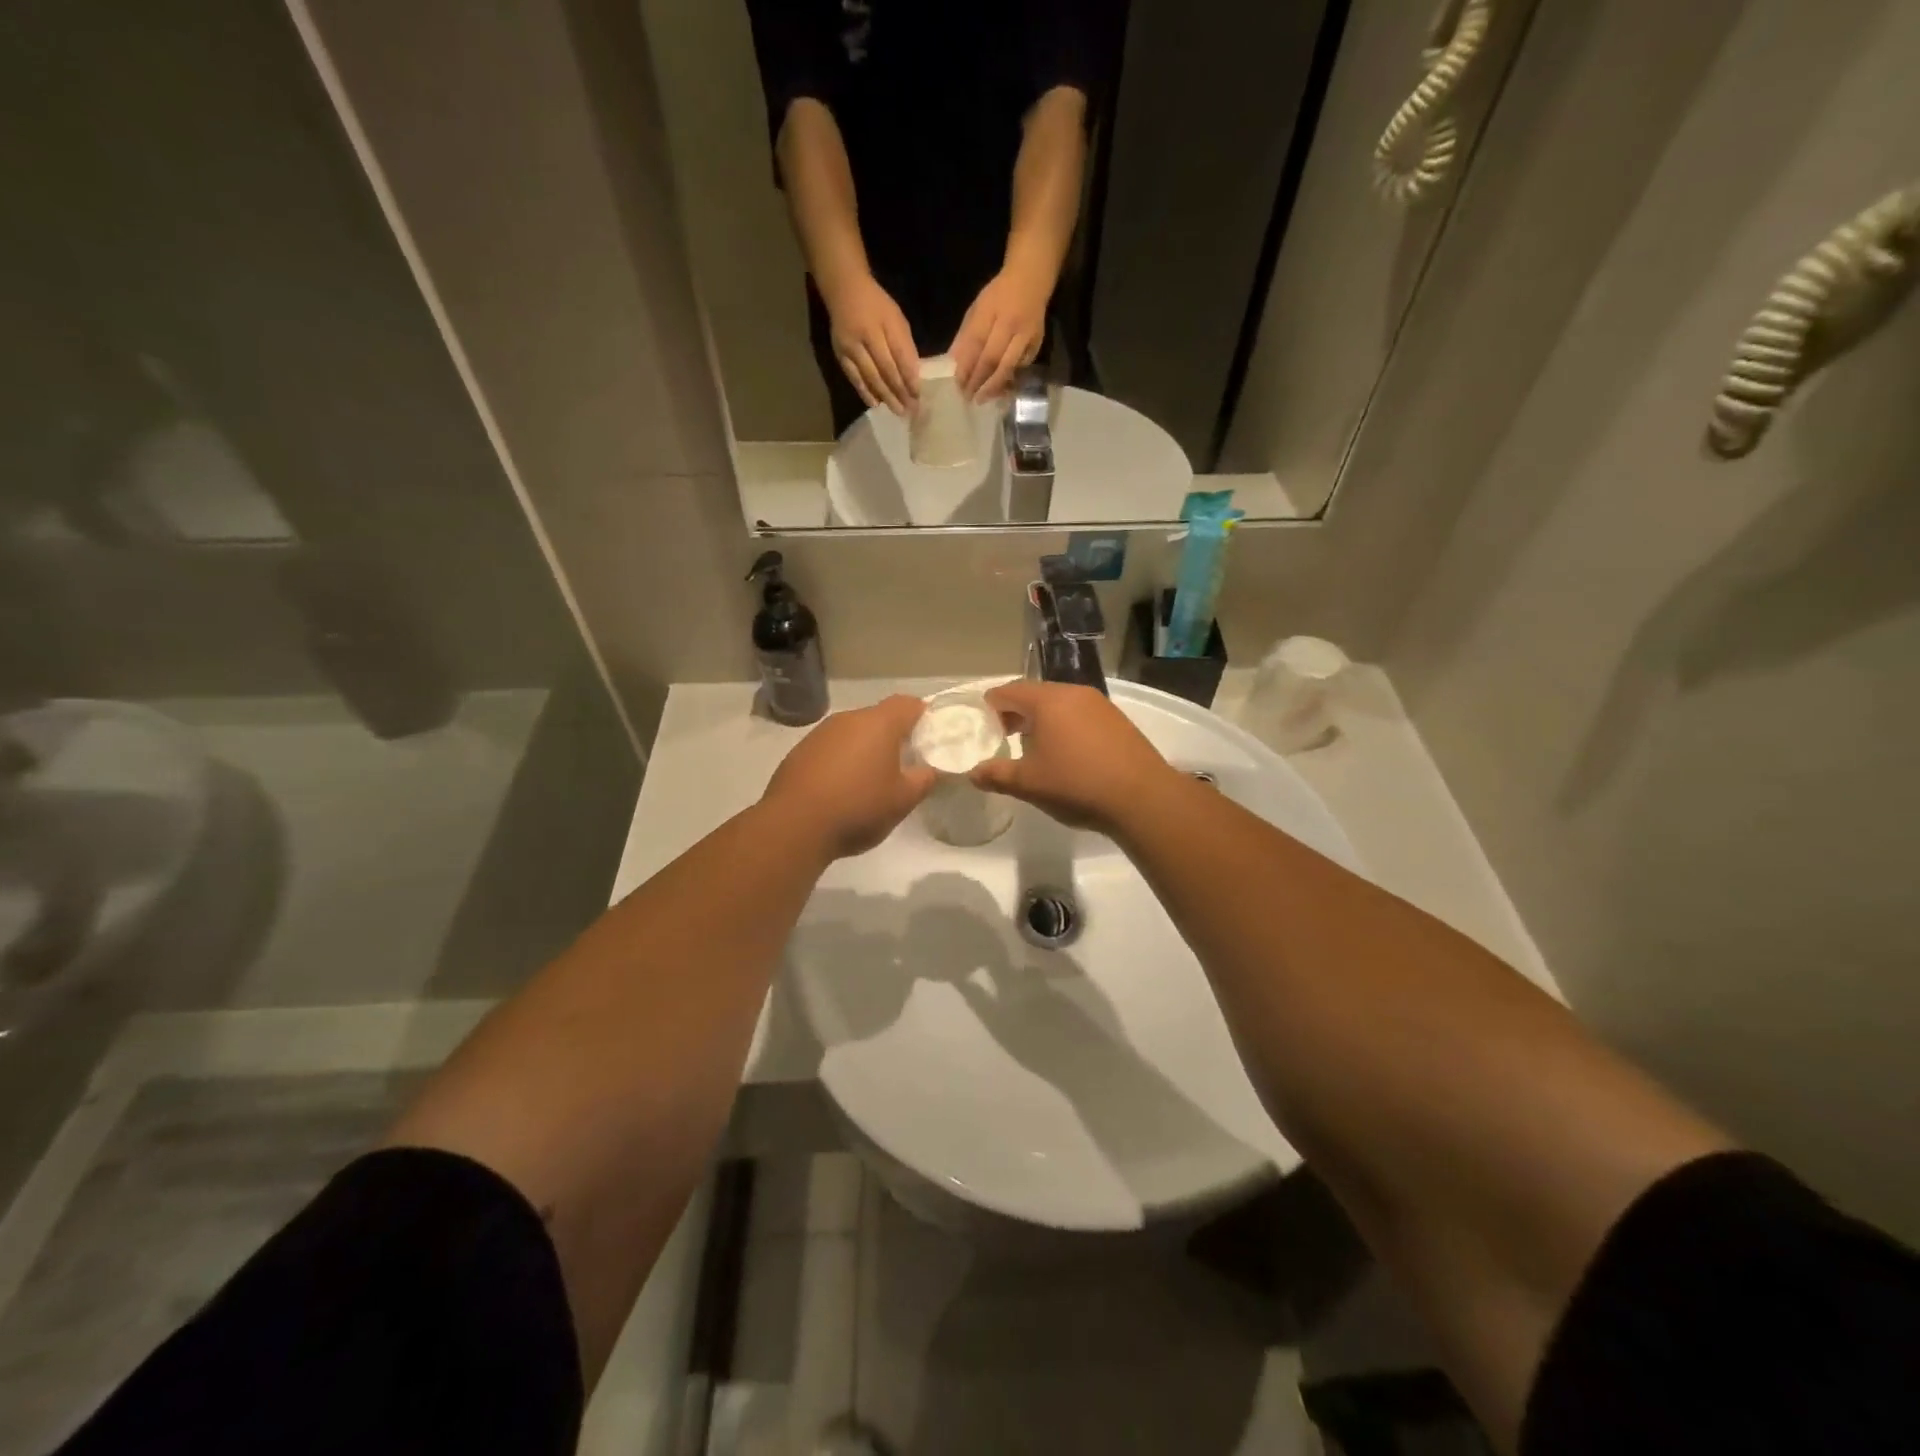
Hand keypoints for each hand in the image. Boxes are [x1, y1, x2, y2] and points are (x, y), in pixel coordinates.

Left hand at [760, 696, 936, 858]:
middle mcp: (848, 719)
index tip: (928, 735)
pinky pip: (830, 748)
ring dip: (864, 749)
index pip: (907, 703)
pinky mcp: (799, 752)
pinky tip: (841, 789)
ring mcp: (820, 734)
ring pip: (852, 733)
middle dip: (893, 736)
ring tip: (871, 780)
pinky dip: (841, 761)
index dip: (921, 715)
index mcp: (878, 724)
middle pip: (878, 717)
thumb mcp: (903, 800)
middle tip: (904, 763)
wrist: (793, 826)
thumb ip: (924, 780)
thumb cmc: (858, 808)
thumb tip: (931, 769)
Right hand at [823, 273, 919, 415]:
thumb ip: (904, 345)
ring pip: (871, 377)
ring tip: (898, 411)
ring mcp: (850, 347)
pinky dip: (865, 392)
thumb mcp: (896, 318)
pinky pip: (854, 378)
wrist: (843, 290)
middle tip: (911, 410)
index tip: (919, 395)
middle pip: (885, 370)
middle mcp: (865, 336)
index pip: (899, 356)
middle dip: (900, 392)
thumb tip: (913, 375)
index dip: (909, 377)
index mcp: (883, 324)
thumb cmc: (876, 304)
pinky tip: (875, 404)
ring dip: (885, 396)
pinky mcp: (840, 355)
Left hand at [950, 263, 1050, 399]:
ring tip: (981, 398)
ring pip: (1008, 366)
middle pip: (991, 359)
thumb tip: (953, 363)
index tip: (957, 384)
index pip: (975, 343)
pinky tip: (998, 389)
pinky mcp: (1037, 344)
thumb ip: (966, 335)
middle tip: (968, 397)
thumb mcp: (977, 308)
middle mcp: (1010, 323)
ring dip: (993, 386)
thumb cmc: (999, 295)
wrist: (1032, 279)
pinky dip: (1008, 379)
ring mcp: (1026, 335)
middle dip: (978, 381)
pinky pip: (1020, 367)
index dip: (965, 366)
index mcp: (990, 310)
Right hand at [969, 681, 1178, 834]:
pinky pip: (1080, 714)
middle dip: (1015, 713)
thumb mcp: (1029, 784)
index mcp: (1048, 700)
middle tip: (1002, 737)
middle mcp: (1074, 693)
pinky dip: (1065, 726)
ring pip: (1060, 704)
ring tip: (1033, 748)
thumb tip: (973, 773)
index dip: (990, 706)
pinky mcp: (1118, 720)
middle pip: (1035, 694)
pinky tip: (1066, 754)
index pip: (1008, 691)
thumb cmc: (1077, 785)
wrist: (1142, 798)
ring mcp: (1100, 705)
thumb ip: (996, 774)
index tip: (981, 725)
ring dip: (1041, 720)